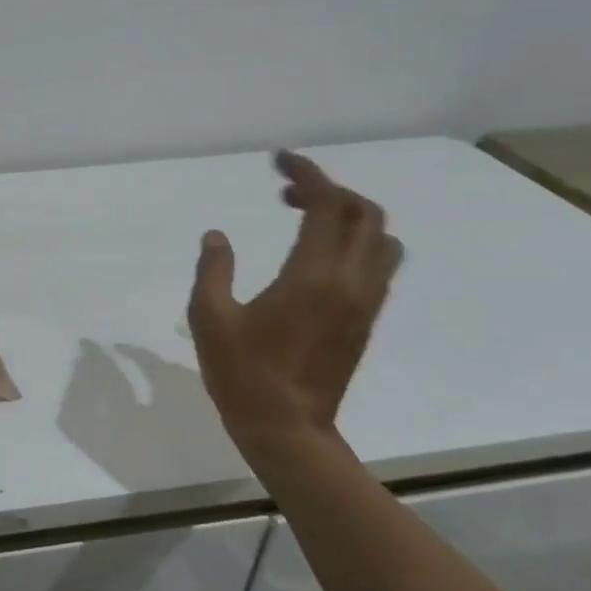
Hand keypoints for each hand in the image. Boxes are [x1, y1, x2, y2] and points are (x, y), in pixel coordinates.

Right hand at [187, 151, 401, 454]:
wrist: (287, 428)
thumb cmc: (243, 373)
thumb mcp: (210, 318)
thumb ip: (213, 270)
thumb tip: (217, 236)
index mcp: (313, 275)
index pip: (327, 204)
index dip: (307, 174)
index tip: (279, 161)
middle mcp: (351, 281)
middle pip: (364, 213)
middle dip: (329, 191)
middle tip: (287, 194)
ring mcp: (365, 302)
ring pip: (381, 239)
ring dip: (350, 217)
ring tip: (308, 221)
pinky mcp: (366, 320)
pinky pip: (378, 265)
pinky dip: (356, 244)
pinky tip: (319, 258)